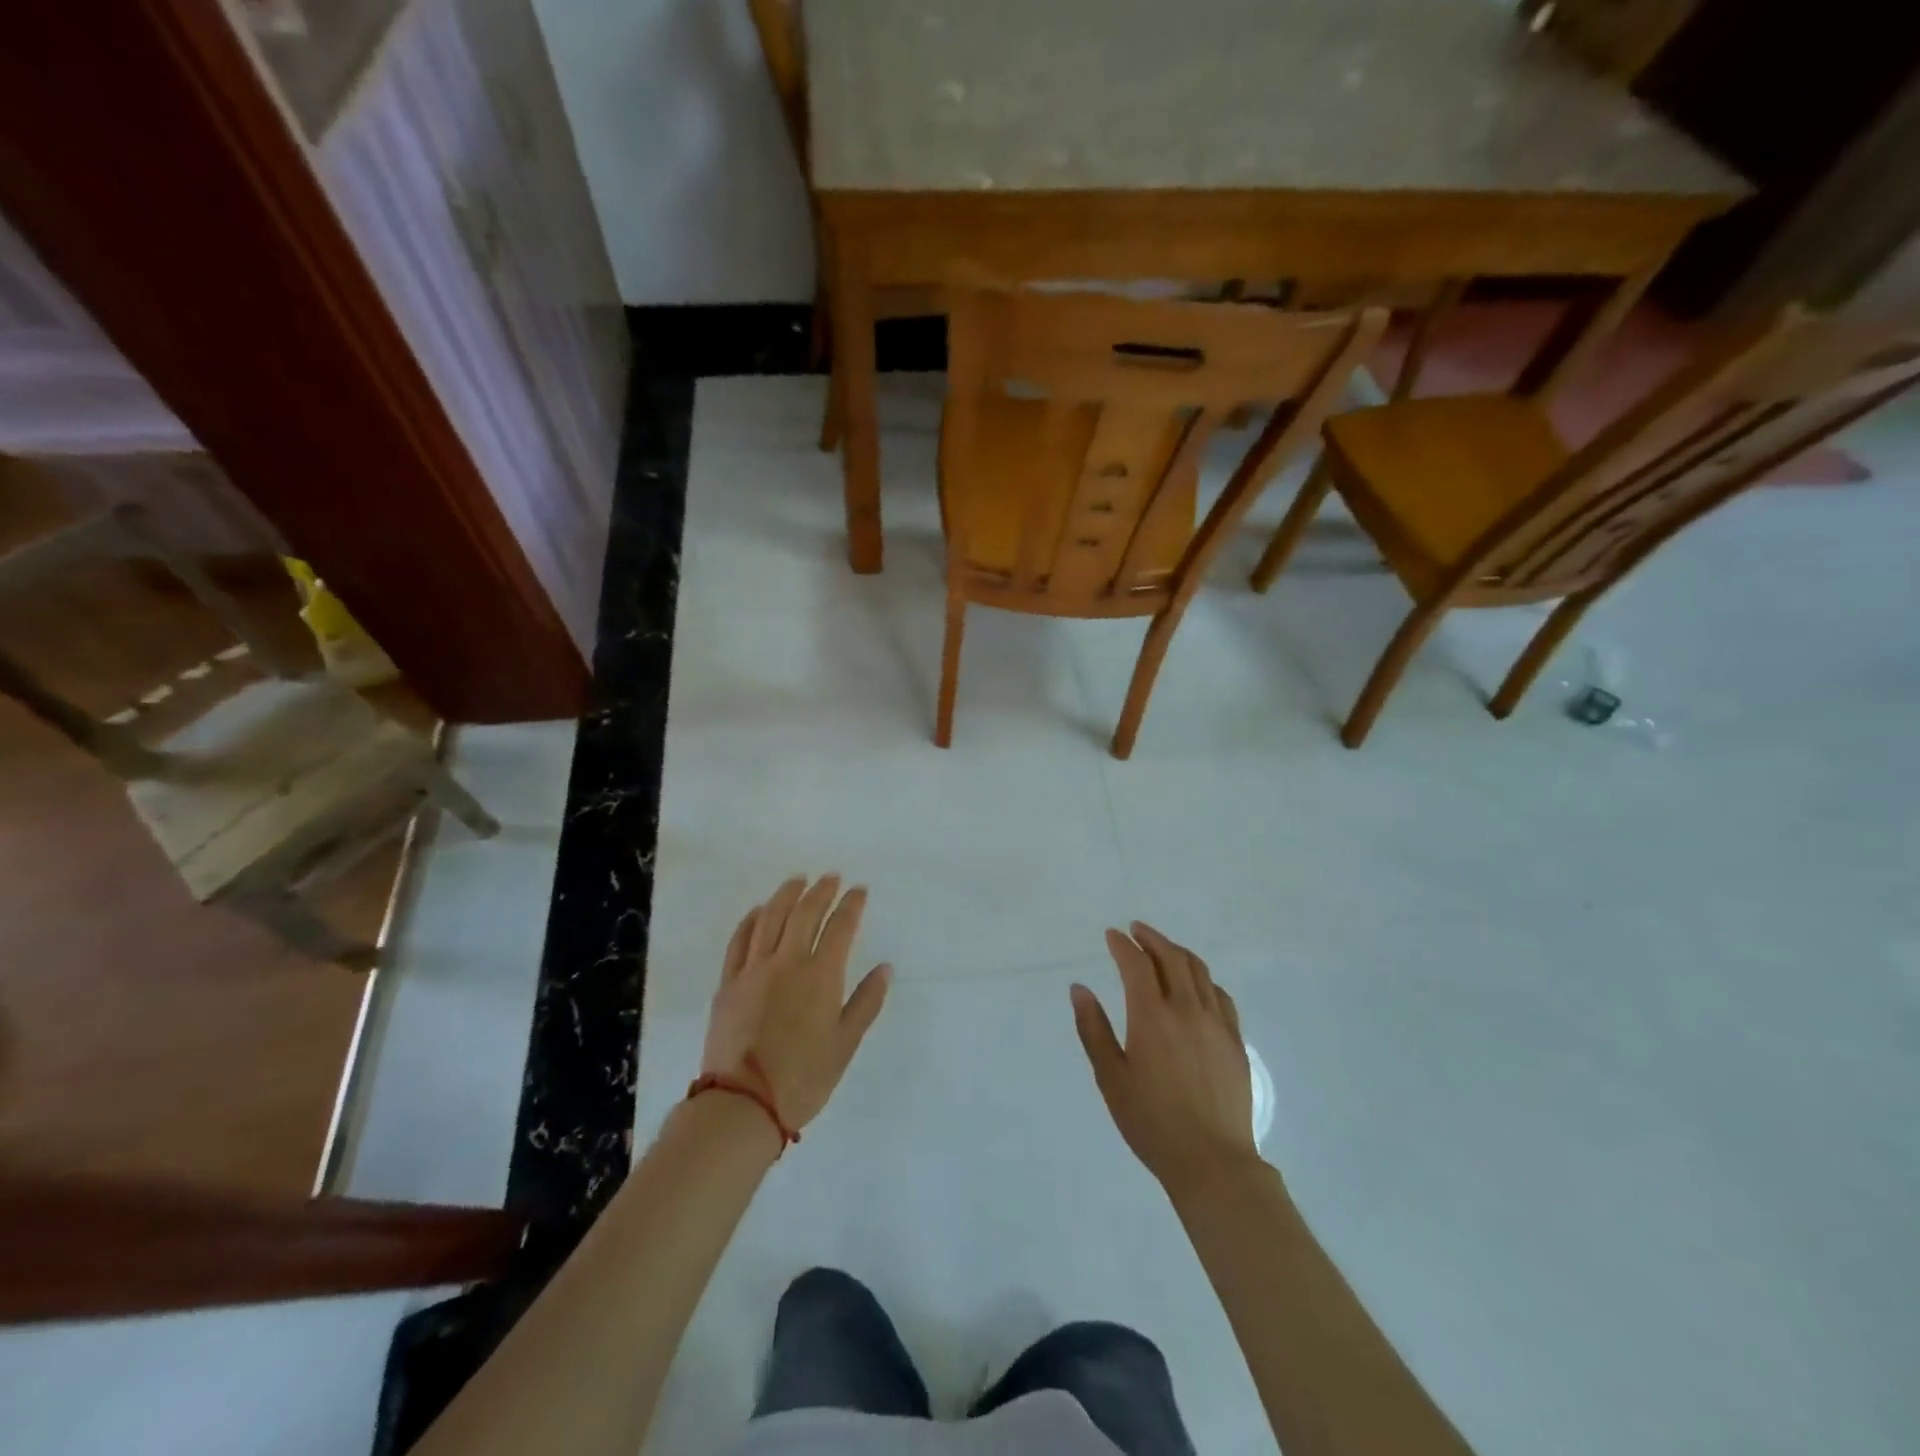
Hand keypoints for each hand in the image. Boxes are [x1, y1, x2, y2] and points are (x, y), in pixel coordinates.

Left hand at [702, 874, 891, 1131]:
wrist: (742, 1104)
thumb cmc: (803, 1078)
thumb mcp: (845, 1044)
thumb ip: (866, 1002)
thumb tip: (884, 968)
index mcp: (820, 976)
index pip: (840, 927)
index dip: (851, 905)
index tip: (859, 890)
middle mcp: (787, 962)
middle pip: (804, 913)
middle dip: (821, 891)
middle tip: (831, 878)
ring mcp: (753, 970)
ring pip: (770, 918)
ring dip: (786, 895)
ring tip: (797, 881)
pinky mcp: (728, 983)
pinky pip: (739, 940)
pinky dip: (751, 920)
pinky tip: (759, 911)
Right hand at [1072, 922, 1260, 1196]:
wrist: (1212, 1162)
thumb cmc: (1151, 1122)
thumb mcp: (1110, 1078)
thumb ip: (1093, 1029)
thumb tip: (1079, 988)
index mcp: (1151, 1017)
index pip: (1136, 964)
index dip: (1122, 945)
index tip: (1111, 935)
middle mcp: (1186, 1010)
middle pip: (1171, 957)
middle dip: (1151, 938)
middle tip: (1135, 931)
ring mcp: (1216, 1023)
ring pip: (1199, 971)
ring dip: (1177, 951)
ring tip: (1162, 948)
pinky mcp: (1235, 1041)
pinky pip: (1220, 995)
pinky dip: (1203, 979)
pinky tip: (1195, 984)